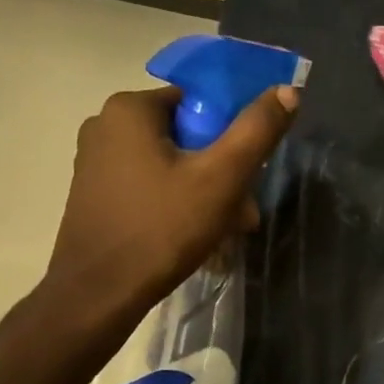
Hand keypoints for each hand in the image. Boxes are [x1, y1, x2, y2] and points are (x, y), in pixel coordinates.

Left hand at [44, 83, 298, 314]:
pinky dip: (178, 201)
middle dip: (223, 170)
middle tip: (245, 210)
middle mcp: (105, 125)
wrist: (99, 294)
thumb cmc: (162, 228)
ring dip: (206, 191)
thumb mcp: (222, 177)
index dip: (232, 134)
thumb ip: (257, 130)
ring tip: (229, 228)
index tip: (250, 171)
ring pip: (171, 164)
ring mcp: (96, 162)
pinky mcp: (95, 194)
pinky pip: (150, 185)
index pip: (199, 102)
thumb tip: (288, 90)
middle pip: (187, 136)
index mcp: (130, 109)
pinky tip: (197, 234)